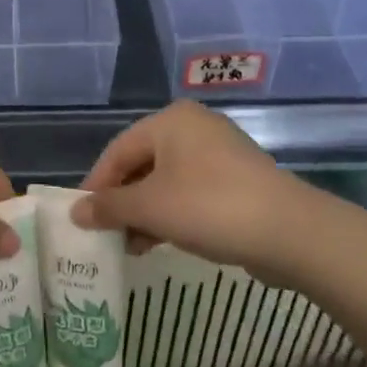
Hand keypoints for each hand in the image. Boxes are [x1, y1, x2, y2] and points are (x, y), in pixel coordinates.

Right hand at [73, 102, 306, 275]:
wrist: (290, 232)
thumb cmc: (209, 207)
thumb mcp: (150, 207)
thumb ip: (109, 207)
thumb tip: (76, 212)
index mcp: (170, 120)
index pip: (118, 150)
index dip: (96, 185)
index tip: (82, 218)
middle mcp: (194, 127)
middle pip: (142, 164)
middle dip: (122, 201)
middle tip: (106, 234)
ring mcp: (220, 152)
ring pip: (167, 181)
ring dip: (145, 212)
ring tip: (130, 246)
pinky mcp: (238, 179)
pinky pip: (191, 192)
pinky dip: (172, 214)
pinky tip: (161, 241)